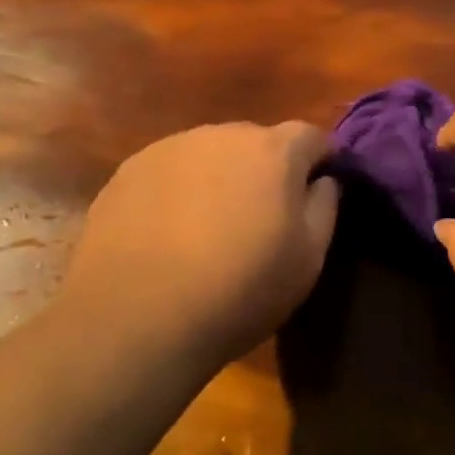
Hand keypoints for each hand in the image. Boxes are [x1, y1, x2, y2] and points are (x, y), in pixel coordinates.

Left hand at [60, 122, 339, 368]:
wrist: (135, 319)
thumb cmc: (239, 289)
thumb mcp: (308, 259)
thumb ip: (325, 206)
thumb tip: (323, 180)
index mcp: (274, 150)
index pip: (312, 136)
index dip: (320, 161)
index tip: (316, 192)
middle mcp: (223, 134)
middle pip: (258, 141)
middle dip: (267, 169)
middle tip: (261, 216)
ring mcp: (170, 148)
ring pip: (211, 154)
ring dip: (220, 177)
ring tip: (209, 227)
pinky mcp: (129, 171)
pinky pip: (170, 171)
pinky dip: (178, 191)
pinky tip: (168, 233)